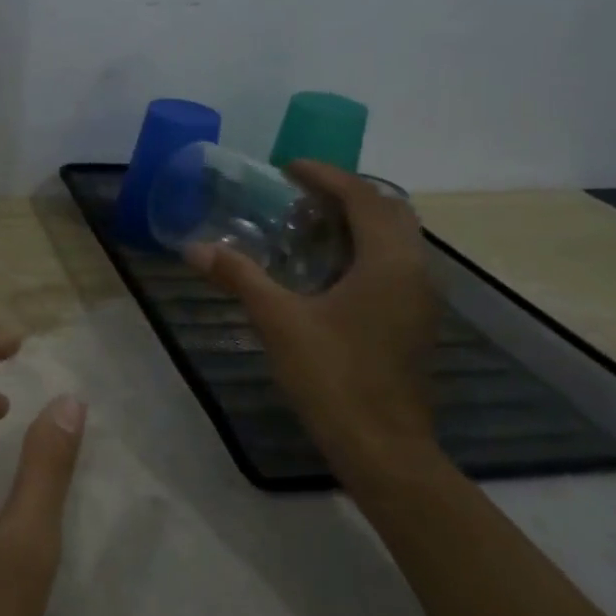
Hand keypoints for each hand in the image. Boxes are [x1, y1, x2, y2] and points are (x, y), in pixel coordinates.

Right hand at [188, 161, 441, 472]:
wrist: (383, 448)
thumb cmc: (333, 376)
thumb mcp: (278, 321)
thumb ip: (239, 277)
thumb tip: (195, 248)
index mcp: (388, 263)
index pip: (365, 198)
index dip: (328, 176)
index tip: (289, 167)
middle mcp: (415, 272)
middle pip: (390, 212)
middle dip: (347, 195)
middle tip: (300, 195)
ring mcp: (420, 300)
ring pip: (396, 240)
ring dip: (358, 223)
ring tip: (309, 225)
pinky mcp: (414, 323)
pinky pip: (394, 266)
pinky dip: (363, 251)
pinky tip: (326, 270)